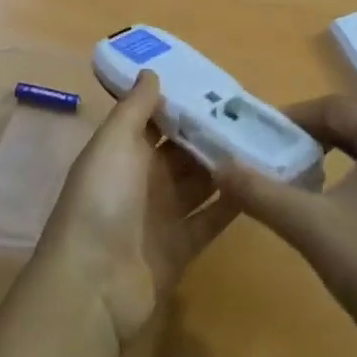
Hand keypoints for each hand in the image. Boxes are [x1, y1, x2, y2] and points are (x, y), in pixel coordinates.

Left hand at [37, 71, 238, 348]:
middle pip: (181, 150)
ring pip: (199, 182)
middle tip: (250, 111)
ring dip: (224, 165)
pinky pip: (210, 219)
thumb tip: (151, 71)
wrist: (93, 285)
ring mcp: (162, 215)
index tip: (216, 84)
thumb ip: (135, 108)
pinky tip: (261, 184)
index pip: (156, 119)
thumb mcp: (114, 143)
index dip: (180, 102)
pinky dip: (231, 203)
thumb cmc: (101, 200)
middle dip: (209, 132)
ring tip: (263, 141)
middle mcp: (142, 179)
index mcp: (122, 151)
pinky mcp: (181, 247)